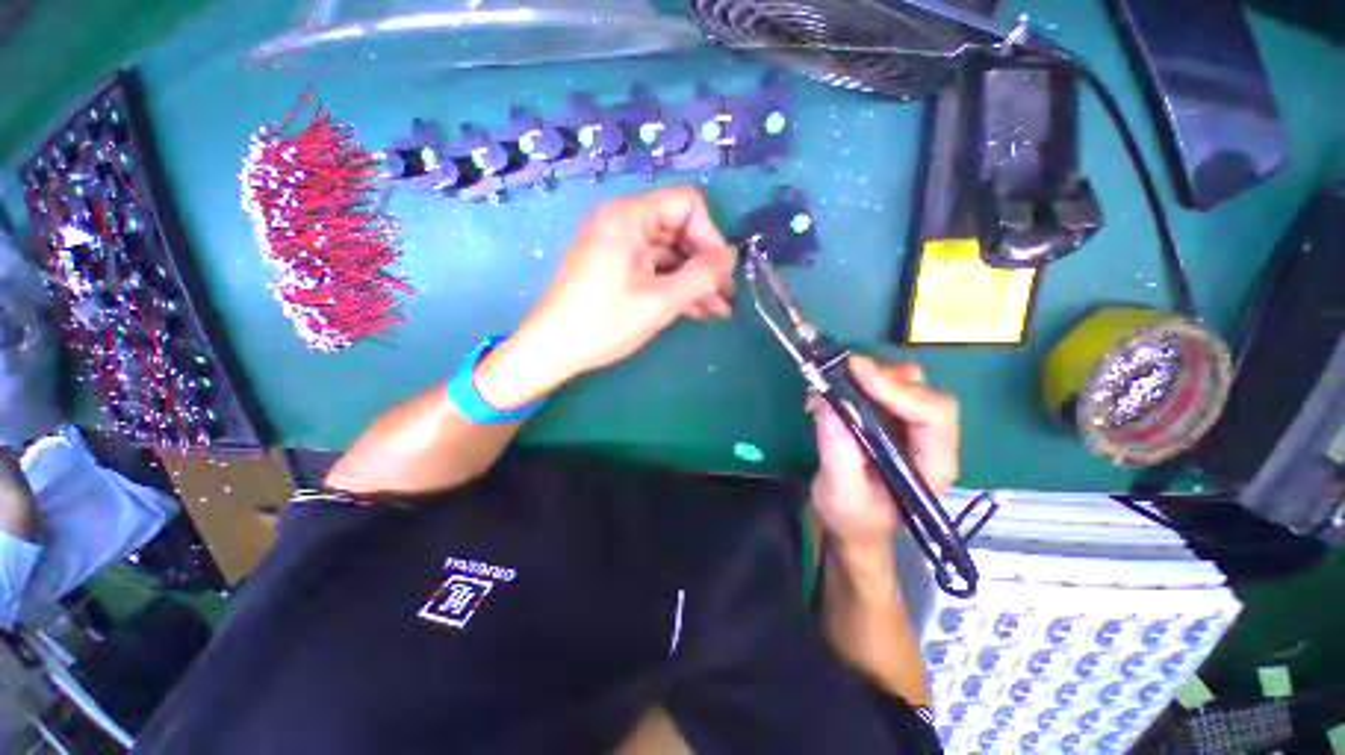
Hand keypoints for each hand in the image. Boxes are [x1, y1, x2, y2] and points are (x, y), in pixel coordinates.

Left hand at [524, 186, 735, 374]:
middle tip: (726, 297)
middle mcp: (624, 223)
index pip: (687, 204)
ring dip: (695, 282)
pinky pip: (654, 271)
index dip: (710, 235)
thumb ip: (702, 275)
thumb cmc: (605, 321)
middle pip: (680, 231)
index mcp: (630, 217)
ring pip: (670, 256)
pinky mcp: (617, 270)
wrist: (553, 349)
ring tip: (719, 312)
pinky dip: (675, 288)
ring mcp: (619, 248)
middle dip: (705, 265)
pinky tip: (697, 312)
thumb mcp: (661, 300)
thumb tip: (730, 256)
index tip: (721, 271)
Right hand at [808, 357, 959, 548]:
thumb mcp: (841, 493)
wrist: (854, 525)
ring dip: (866, 374)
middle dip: (880, 375)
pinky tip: (829, 391)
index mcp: (932, 464)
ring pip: (903, 380)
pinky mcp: (890, 417)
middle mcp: (929, 439)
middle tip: (838, 371)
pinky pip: (880, 385)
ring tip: (829, 383)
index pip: (932, 414)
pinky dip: (855, 380)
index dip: (897, 388)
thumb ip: (837, 451)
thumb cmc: (853, 518)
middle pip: (920, 389)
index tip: (855, 371)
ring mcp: (910, 425)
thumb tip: (827, 402)